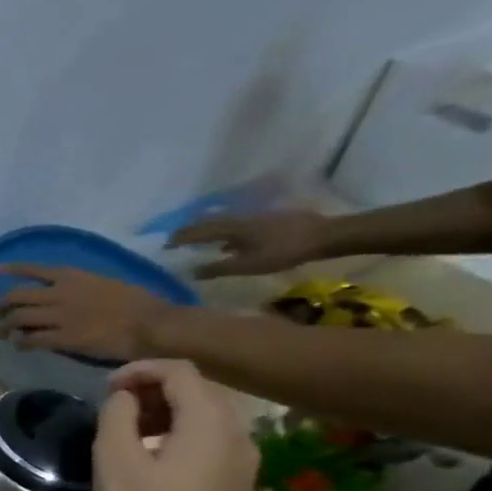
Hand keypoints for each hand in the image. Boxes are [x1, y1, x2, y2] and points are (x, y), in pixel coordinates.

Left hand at [0, 265, 170, 360]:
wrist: (151, 323)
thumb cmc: (138, 302)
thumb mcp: (105, 283)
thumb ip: (81, 287)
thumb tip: (65, 295)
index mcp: (72, 276)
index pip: (34, 269)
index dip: (13, 269)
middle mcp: (59, 293)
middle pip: (15, 296)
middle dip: (1, 307)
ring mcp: (59, 315)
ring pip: (17, 318)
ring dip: (5, 327)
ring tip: (5, 335)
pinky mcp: (62, 337)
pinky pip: (30, 339)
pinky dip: (21, 342)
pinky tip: (21, 346)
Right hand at [93, 361, 256, 490]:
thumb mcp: (114, 459)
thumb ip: (118, 414)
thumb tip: (126, 398)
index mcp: (211, 423)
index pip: (180, 372)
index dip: (140, 370)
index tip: (106, 387)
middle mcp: (239, 435)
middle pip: (200, 390)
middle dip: (155, 388)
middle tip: (114, 405)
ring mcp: (244, 463)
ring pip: (207, 417)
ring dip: (167, 412)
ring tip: (128, 430)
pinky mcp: (237, 486)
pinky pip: (211, 442)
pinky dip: (180, 434)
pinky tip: (151, 458)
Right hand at [166, 208, 330, 277]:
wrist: (326, 235)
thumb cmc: (284, 251)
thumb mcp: (249, 265)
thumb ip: (219, 268)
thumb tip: (191, 271)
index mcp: (231, 228)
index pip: (198, 231)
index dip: (180, 238)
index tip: (164, 244)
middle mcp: (239, 220)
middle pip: (209, 223)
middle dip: (191, 231)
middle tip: (177, 239)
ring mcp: (255, 219)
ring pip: (224, 224)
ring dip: (208, 231)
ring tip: (198, 240)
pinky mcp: (268, 222)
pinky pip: (237, 227)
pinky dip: (226, 234)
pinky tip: (229, 243)